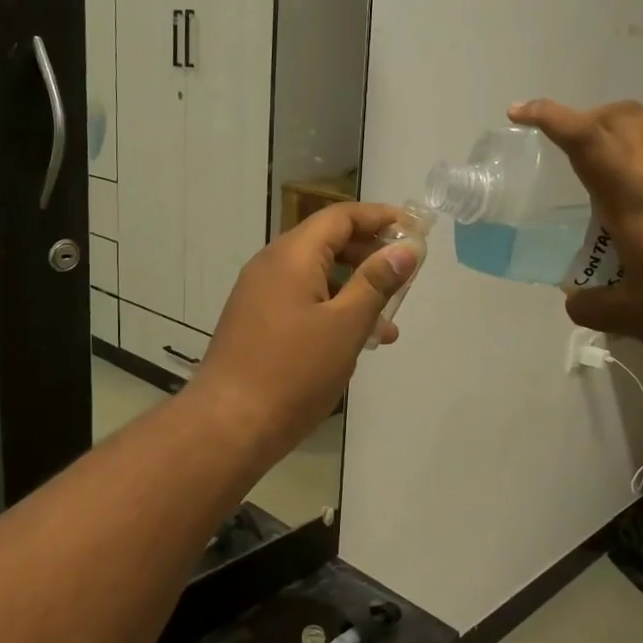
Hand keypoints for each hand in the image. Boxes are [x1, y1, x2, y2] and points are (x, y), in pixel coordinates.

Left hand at [186, 203, 419, 467]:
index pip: (340, 217)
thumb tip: (406, 248)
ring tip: (389, 324)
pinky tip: (355, 343)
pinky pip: (301, 302)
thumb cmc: (293, 372)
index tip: (414, 229)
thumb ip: (377, 282)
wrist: (229, 425)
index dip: (379, 218)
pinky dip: (332, 310)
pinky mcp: (256, 323)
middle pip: (327, 243)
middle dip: (370, 255)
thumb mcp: (345, 325)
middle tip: (405, 275)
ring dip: (354, 291)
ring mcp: (259, 295)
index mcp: (291, 256)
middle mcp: (270, 266)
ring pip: (316, 277)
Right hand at [509, 99, 642, 361]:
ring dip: (631, 132)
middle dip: (588, 118)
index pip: (584, 137)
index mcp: (631, 192)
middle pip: (623, 116)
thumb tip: (575, 299)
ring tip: (618, 163)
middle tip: (568, 146)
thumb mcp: (627, 316)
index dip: (548, 116)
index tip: (519, 112)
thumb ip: (589, 305)